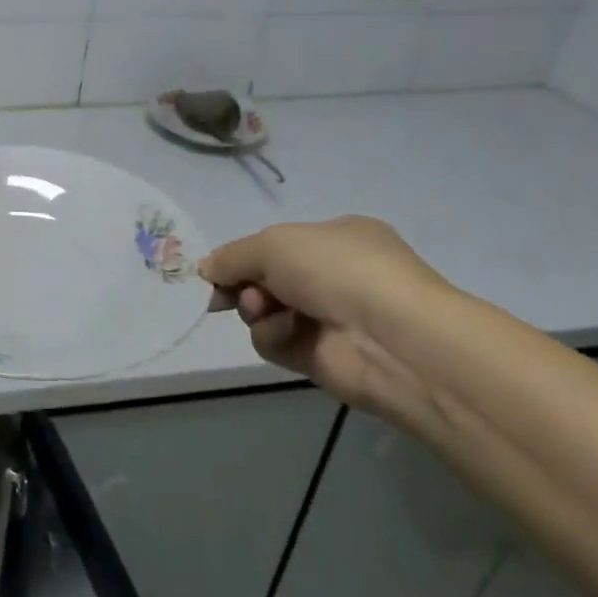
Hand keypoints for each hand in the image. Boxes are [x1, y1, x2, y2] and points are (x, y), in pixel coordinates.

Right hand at [198, 216, 453, 423]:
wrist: (391, 338)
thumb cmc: (336, 269)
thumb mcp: (273, 243)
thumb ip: (232, 255)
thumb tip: (206, 269)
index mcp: (336, 238)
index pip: (277, 245)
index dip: (244, 255)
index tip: (217, 269)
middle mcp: (335, 276)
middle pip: (267, 279)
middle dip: (245, 283)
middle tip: (229, 291)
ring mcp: (329, 319)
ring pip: (265, 311)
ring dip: (255, 309)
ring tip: (261, 309)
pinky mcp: (321, 358)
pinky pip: (276, 342)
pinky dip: (271, 335)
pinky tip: (285, 331)